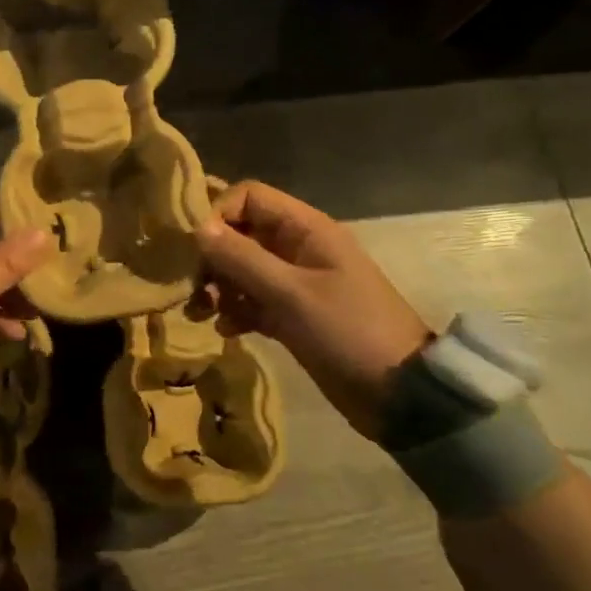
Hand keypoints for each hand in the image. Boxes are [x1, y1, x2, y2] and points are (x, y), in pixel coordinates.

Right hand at [195, 180, 431, 439]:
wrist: (398, 394)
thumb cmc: (347, 331)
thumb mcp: (291, 293)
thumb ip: (241, 258)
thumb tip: (197, 227)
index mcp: (305, 229)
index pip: (249, 197)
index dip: (218, 214)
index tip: (195, 248)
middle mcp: (297, 248)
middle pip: (239, 233)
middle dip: (212, 257)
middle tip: (192, 286)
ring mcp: (294, 282)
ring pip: (240, 269)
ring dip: (217, 286)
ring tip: (201, 312)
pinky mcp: (290, 314)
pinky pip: (250, 300)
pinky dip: (234, 310)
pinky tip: (226, 330)